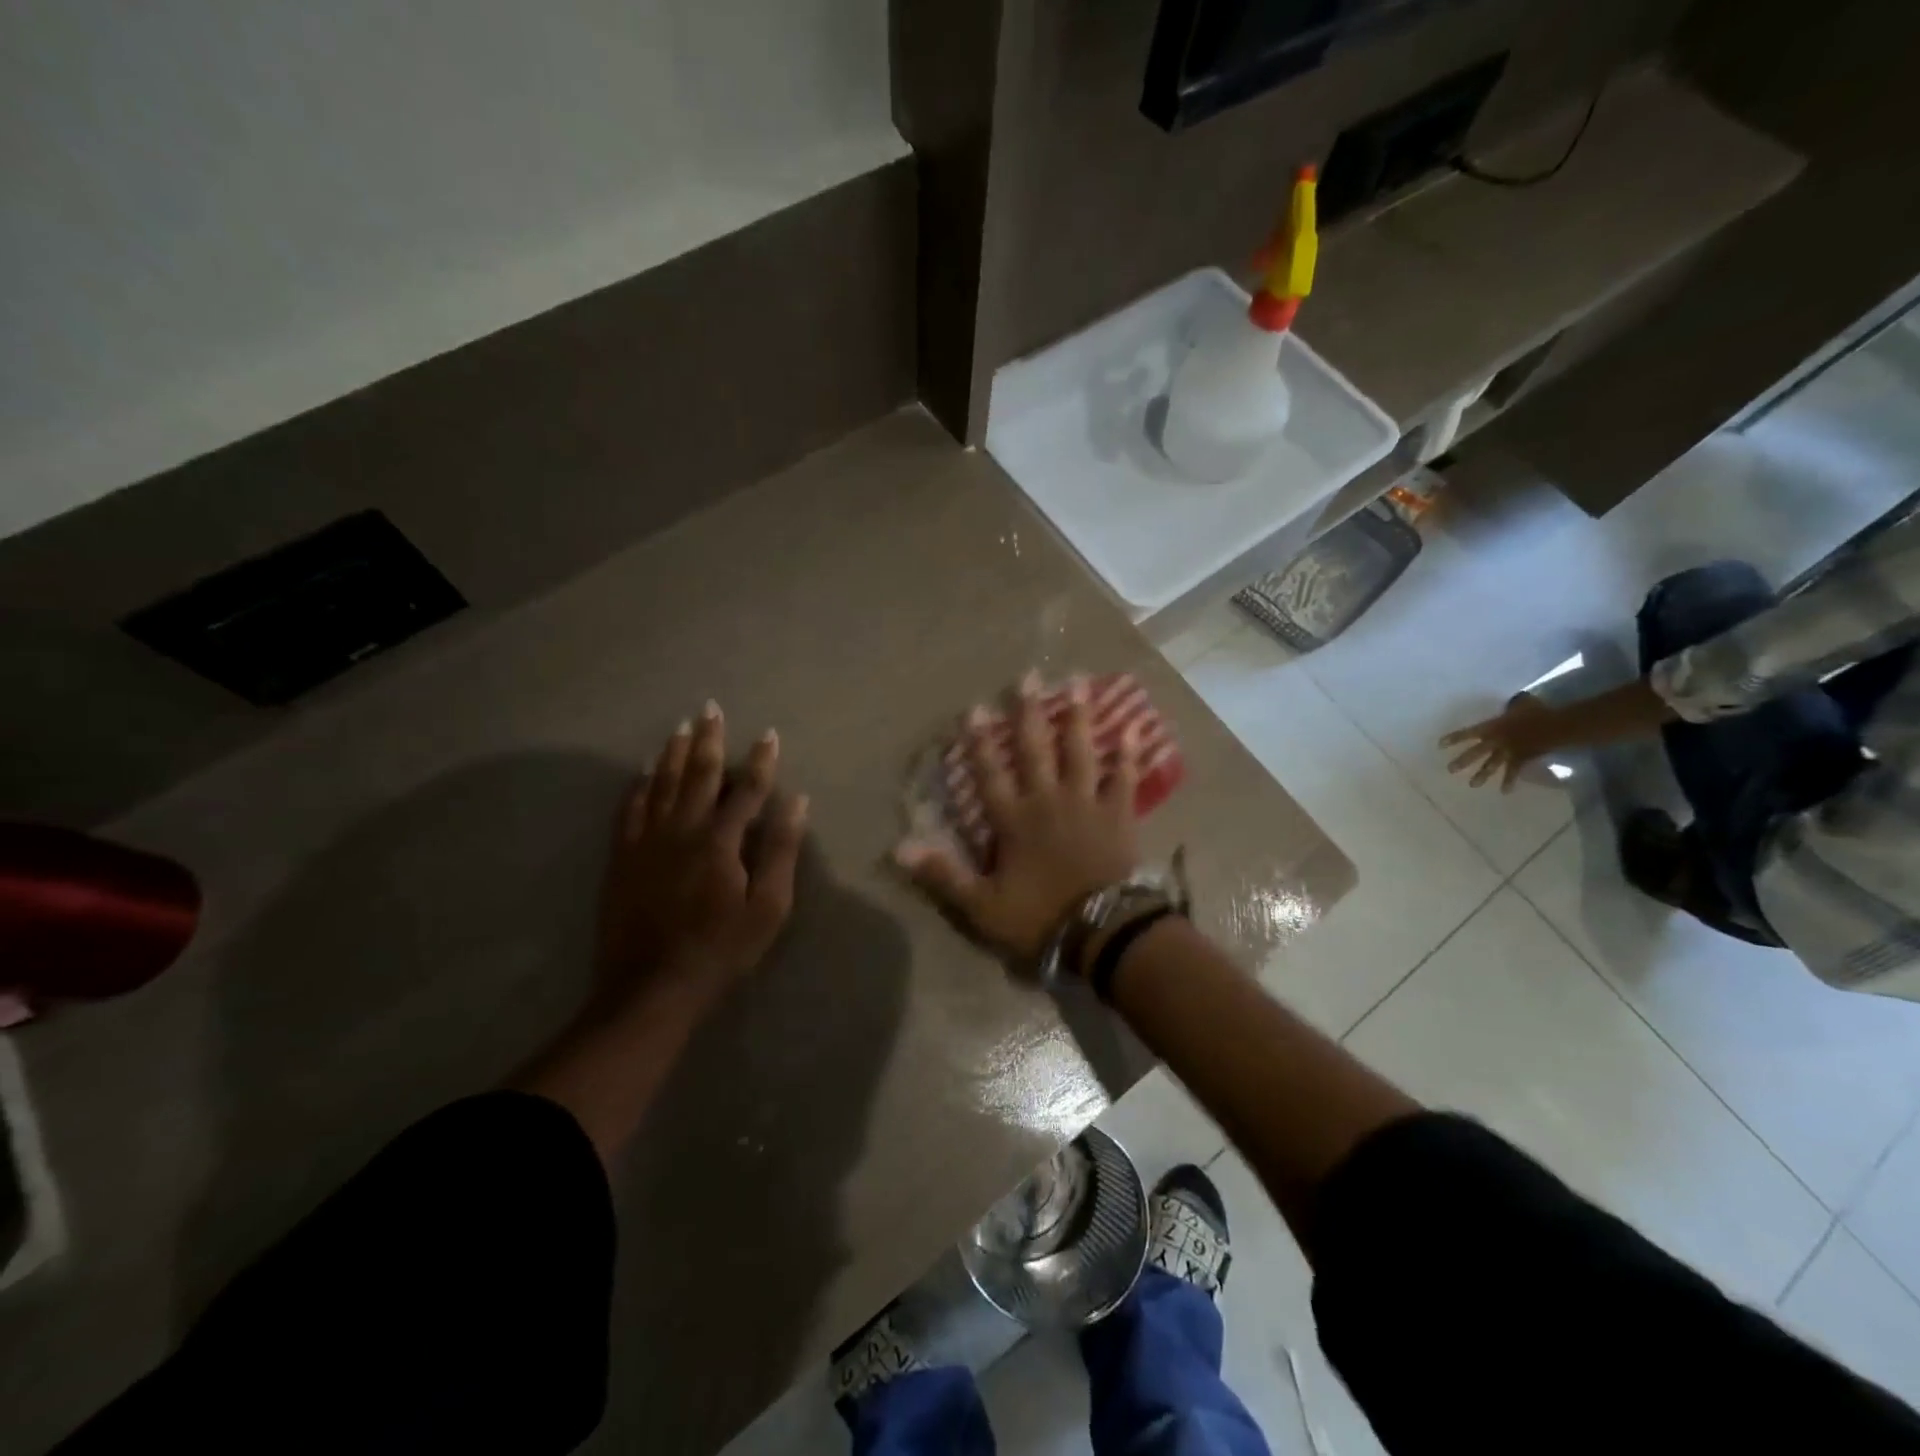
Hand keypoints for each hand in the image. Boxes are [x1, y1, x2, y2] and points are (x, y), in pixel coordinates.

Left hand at [597, 702, 807, 1010]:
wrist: (651, 987)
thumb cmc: (721, 949)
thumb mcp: (768, 906)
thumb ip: (780, 850)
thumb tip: (796, 801)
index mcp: (720, 841)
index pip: (747, 790)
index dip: (760, 761)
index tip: (769, 734)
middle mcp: (682, 830)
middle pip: (698, 775)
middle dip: (707, 740)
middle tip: (710, 708)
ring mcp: (647, 842)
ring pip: (661, 785)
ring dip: (673, 754)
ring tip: (680, 727)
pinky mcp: (623, 858)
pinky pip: (630, 810)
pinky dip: (639, 786)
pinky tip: (644, 772)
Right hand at [895, 673, 1142, 964]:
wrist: (1102, 932)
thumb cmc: (1039, 918)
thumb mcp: (982, 905)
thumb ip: (943, 874)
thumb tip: (899, 848)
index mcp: (1014, 821)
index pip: (990, 774)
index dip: (980, 742)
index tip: (975, 708)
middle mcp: (1048, 801)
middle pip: (1035, 750)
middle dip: (1029, 713)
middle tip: (1029, 675)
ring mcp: (1086, 804)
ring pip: (1080, 752)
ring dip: (1078, 717)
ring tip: (1078, 682)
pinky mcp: (1119, 815)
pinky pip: (1124, 779)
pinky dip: (1129, 755)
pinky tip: (1135, 729)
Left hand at [1439, 692, 1558, 791]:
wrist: (1556, 726)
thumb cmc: (1537, 713)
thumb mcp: (1520, 705)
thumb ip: (1512, 706)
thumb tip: (1512, 702)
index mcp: (1492, 727)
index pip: (1468, 733)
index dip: (1454, 738)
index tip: (1440, 745)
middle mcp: (1496, 741)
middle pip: (1476, 752)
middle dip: (1463, 761)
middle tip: (1450, 769)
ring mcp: (1508, 751)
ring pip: (1491, 765)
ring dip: (1481, 775)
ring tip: (1472, 785)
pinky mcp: (1521, 759)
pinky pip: (1513, 772)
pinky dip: (1509, 781)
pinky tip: (1504, 792)